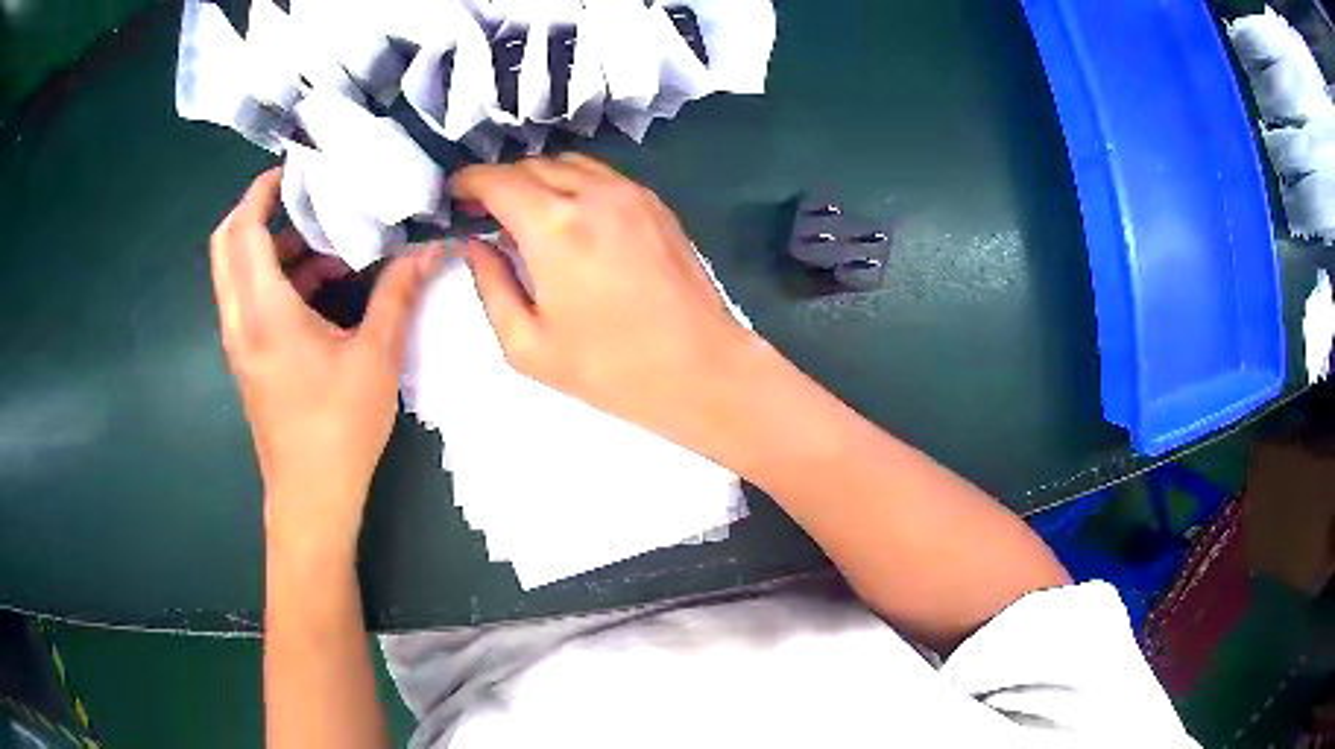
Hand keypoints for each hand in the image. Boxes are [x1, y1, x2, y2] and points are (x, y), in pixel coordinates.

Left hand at [210, 167, 442, 550]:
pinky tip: (323, 289)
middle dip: (258, 211)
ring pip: (238, 273)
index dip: (261, 190)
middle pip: (227, 245)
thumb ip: (398, 293)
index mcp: (263, 311)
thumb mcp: (376, 356)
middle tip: (304, 197)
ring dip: (273, 248)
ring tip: (327, 245)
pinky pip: (249, 299)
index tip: (293, 168)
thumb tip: (429, 249)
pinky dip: (276, 279)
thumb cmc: (339, 427)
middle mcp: (240, 320)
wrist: (311, 496)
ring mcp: (239, 342)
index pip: (243, 230)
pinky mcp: (248, 359)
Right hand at [451, 154, 759, 453]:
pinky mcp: (654, 202)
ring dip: (536, 178)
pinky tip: (568, 215)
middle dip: (499, 181)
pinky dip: (572, 183)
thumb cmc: (610, 368)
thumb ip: (490, 285)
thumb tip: (475, 244)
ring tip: (523, 211)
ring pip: (567, 163)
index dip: (468, 183)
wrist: (701, 368)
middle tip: (483, 211)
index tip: (454, 196)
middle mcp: (592, 192)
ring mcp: (630, 192)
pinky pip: (600, 175)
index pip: (497, 180)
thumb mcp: (527, 344)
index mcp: (554, 226)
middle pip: (530, 165)